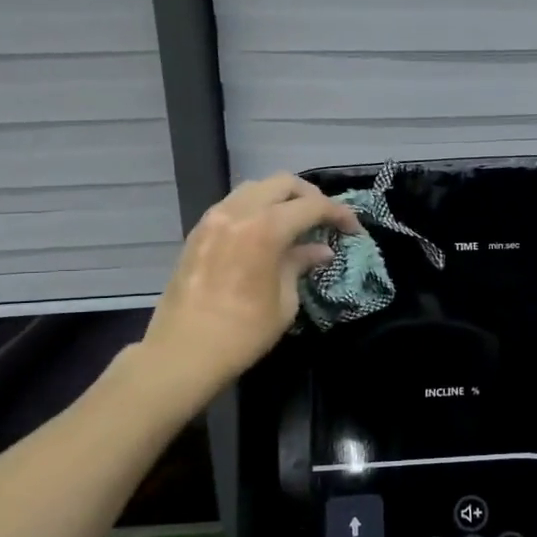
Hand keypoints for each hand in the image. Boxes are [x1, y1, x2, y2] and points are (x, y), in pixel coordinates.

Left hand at [140, 173, 360, 394]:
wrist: (182, 353)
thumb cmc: (243, 333)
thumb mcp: (284, 301)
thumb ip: (301, 265)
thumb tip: (320, 250)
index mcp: (265, 229)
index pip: (312, 206)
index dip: (338, 213)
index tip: (353, 230)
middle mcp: (238, 213)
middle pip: (282, 183)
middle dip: (310, 196)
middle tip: (326, 219)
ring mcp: (213, 219)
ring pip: (255, 188)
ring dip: (281, 199)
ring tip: (297, 223)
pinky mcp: (198, 232)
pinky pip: (234, 204)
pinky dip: (257, 209)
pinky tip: (266, 234)